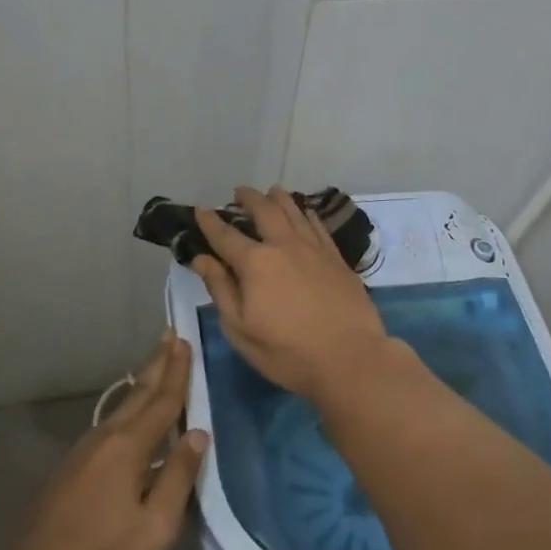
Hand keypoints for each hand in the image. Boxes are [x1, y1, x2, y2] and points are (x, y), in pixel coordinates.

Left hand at [8, 333, 207, 549]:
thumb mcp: (155, 526)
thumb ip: (178, 476)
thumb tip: (198, 433)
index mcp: (129, 447)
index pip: (162, 401)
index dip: (177, 372)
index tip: (185, 341)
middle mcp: (106, 437)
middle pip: (139, 393)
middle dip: (157, 363)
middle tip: (170, 334)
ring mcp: (86, 448)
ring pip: (122, 405)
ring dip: (143, 381)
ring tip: (157, 363)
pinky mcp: (74, 464)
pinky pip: (111, 421)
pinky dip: (129, 404)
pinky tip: (131, 412)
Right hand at [191, 186, 390, 400]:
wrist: (350, 357)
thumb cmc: (287, 352)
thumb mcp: (241, 329)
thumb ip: (221, 289)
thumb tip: (202, 259)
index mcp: (255, 263)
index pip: (226, 235)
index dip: (210, 221)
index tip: (200, 209)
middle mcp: (284, 245)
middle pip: (264, 210)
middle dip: (248, 198)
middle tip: (239, 192)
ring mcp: (314, 248)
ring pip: (294, 210)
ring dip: (278, 198)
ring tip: (271, 192)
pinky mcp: (336, 257)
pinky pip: (318, 224)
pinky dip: (306, 213)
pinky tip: (304, 212)